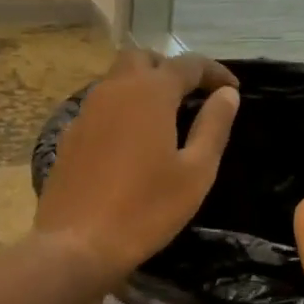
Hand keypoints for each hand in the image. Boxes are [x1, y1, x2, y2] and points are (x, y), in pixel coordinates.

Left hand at [34, 50, 239, 287]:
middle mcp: (113, 90)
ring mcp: (85, 112)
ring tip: (165, 118)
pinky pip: (100, 107)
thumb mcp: (195, 172)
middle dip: (170, 69)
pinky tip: (131, 142)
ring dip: (143, 87)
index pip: (187, 64)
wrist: (77, 244)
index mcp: (149, 93)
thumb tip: (227, 94)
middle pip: (142, 59)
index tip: (233, 89)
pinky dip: (121, 110)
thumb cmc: (146, 209)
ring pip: (116, 80)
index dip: (214, 72)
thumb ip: (213, 127)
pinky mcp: (69, 136)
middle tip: (192, 96)